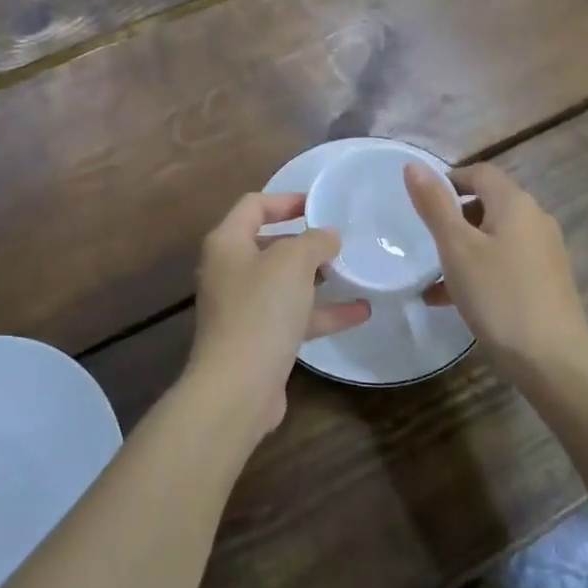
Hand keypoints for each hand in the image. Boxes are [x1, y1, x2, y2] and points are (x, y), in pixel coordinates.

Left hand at [187, 192, 370, 441]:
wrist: (238, 387)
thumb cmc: (261, 310)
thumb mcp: (293, 262)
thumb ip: (314, 241)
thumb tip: (327, 236)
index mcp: (227, 243)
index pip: (254, 205)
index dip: (286, 199)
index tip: (320, 204)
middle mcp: (229, 270)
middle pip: (269, 243)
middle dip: (304, 241)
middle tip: (338, 240)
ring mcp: (242, 307)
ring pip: (283, 282)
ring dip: (316, 277)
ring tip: (351, 271)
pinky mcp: (258, 339)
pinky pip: (293, 315)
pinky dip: (322, 312)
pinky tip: (360, 312)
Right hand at [404, 163, 587, 380]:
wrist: (554, 363)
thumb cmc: (499, 296)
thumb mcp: (456, 248)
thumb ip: (435, 205)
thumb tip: (414, 165)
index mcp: (515, 204)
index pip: (480, 172)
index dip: (449, 180)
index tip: (422, 204)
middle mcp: (536, 220)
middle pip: (489, 204)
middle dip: (455, 219)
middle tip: (426, 242)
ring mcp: (545, 253)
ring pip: (495, 238)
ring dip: (464, 250)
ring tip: (433, 278)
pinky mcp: (548, 283)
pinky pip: (506, 264)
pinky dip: (481, 271)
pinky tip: (455, 301)